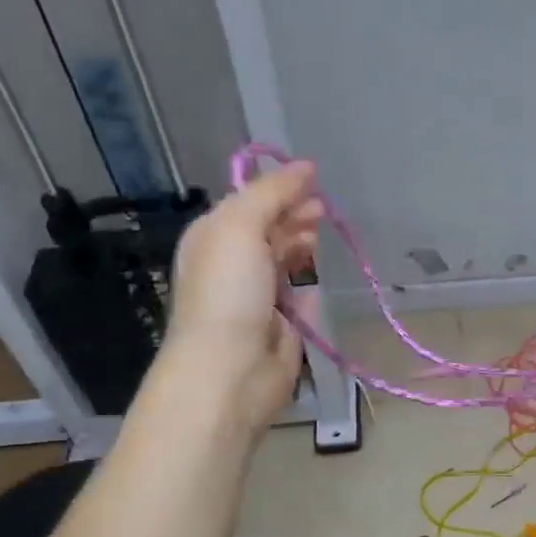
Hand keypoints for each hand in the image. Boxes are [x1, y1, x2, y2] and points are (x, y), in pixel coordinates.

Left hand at [164, 161, 324, 429]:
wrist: (232, 369)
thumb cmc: (229, 291)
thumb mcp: (241, 226)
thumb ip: (272, 193)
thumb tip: (305, 166)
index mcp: (213, 237)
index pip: (248, 202)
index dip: (279, 189)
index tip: (313, 179)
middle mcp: (233, 265)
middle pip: (268, 230)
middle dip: (294, 215)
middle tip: (322, 209)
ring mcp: (258, 298)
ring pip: (284, 261)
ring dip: (301, 245)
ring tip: (320, 237)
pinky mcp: (283, 327)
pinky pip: (299, 297)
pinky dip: (308, 284)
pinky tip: (316, 274)